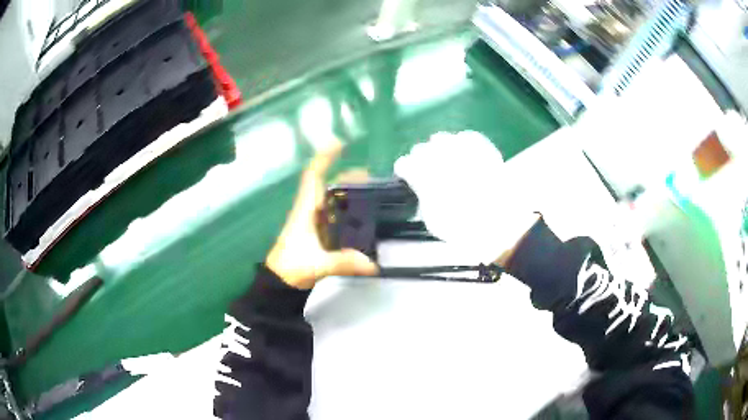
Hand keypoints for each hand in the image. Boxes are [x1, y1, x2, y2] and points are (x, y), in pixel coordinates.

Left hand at [266, 141, 378, 288]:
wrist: (280, 282)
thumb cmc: (292, 266)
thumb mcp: (317, 264)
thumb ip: (343, 263)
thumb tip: (372, 264)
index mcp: (305, 210)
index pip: (313, 177)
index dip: (324, 158)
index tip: (337, 143)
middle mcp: (309, 211)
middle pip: (326, 185)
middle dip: (345, 176)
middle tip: (369, 174)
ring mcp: (313, 222)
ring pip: (330, 199)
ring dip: (346, 192)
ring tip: (369, 191)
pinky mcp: (317, 233)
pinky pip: (333, 214)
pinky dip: (345, 209)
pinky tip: (360, 215)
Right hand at [394, 131, 538, 263]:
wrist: (500, 223)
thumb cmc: (463, 228)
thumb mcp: (433, 220)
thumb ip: (423, 198)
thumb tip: (421, 188)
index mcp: (423, 176)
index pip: (405, 164)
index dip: (405, 171)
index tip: (407, 176)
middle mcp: (439, 157)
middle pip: (420, 149)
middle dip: (421, 159)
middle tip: (427, 171)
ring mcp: (462, 149)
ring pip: (441, 138)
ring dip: (439, 149)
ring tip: (445, 160)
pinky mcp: (482, 147)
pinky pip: (466, 137)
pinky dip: (462, 144)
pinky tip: (463, 153)